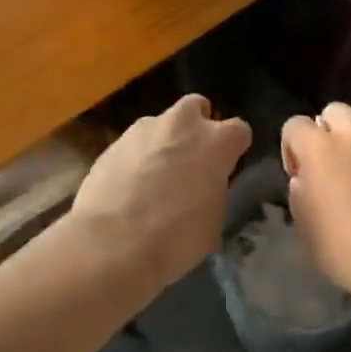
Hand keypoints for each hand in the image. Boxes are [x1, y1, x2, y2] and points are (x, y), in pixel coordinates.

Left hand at [70, 95, 250, 291]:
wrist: (111, 244)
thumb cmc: (175, 239)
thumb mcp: (213, 222)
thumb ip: (214, 191)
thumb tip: (205, 190)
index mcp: (215, 142)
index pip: (239, 130)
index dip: (233, 148)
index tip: (226, 167)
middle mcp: (182, 124)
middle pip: (196, 107)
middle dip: (196, 126)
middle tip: (190, 159)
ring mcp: (143, 129)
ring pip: (161, 124)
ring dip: (162, 142)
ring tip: (153, 177)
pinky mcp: (112, 143)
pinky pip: (132, 144)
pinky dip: (135, 158)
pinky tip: (127, 188)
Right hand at [281, 102, 350, 303]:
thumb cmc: (344, 244)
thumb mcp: (304, 224)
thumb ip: (300, 192)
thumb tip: (307, 180)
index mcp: (320, 147)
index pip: (295, 125)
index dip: (291, 148)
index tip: (298, 178)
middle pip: (335, 112)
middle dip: (326, 132)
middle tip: (326, 168)